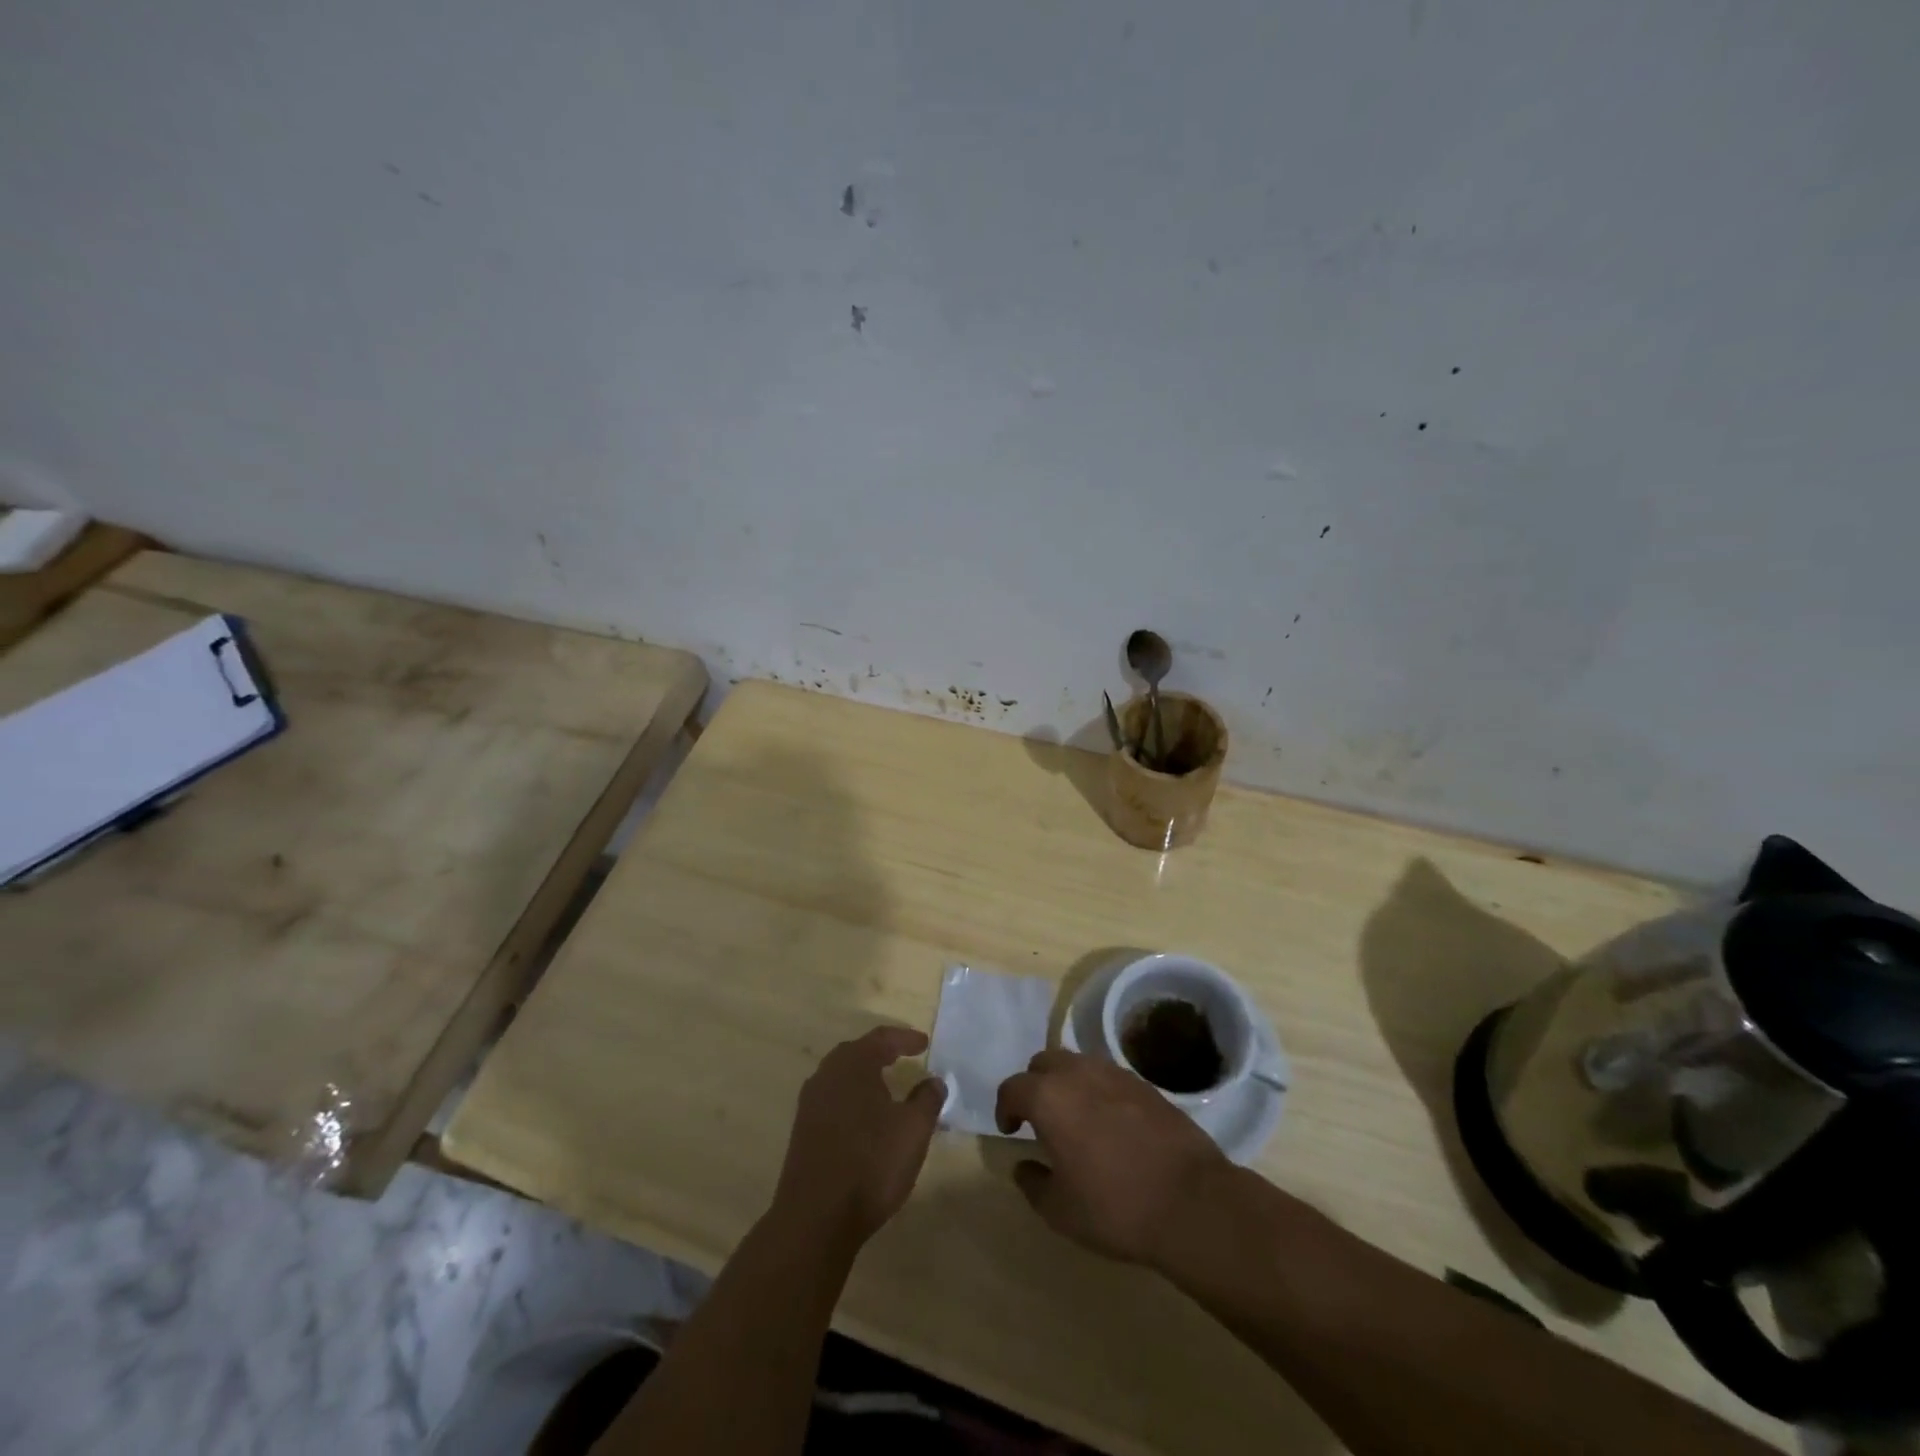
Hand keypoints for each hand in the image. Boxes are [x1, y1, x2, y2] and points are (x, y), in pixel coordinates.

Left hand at [771, 1027, 946, 1249]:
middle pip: (856, 1052)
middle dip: (881, 1051)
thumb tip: (934, 1080)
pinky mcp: (803, 1130)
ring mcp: (810, 1103)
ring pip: (841, 1076)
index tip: (924, 1042)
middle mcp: (827, 1075)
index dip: (905, 1038)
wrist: (816, 1218)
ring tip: (886, 1085)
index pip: (882, 1039)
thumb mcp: (913, 1130)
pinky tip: (864, 1116)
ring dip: (864, 1075)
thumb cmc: (871, 1164)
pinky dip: (852, 1097)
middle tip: (903, 1055)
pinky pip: (833, 1099)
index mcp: (853, 1065)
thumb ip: (927, 1099)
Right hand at [995, 1048, 1231, 1264]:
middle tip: (1039, 1119)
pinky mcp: (1144, 1084)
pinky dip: (1098, 1091)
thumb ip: (1033, 1183)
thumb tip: (1024, 1166)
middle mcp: (1078, 1073)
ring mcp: (1114, 1074)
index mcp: (1049, 1097)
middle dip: (1035, 1086)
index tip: (1011, 1131)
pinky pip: (1107, 1076)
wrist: (1191, 1201)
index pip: (1013, 1088)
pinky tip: (1109, 1123)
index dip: (1005, 1108)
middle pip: (1044, 1063)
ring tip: (1074, 1118)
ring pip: (1077, 1063)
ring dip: (1067, 1083)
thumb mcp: (1060, 1211)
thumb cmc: (1115, 1207)